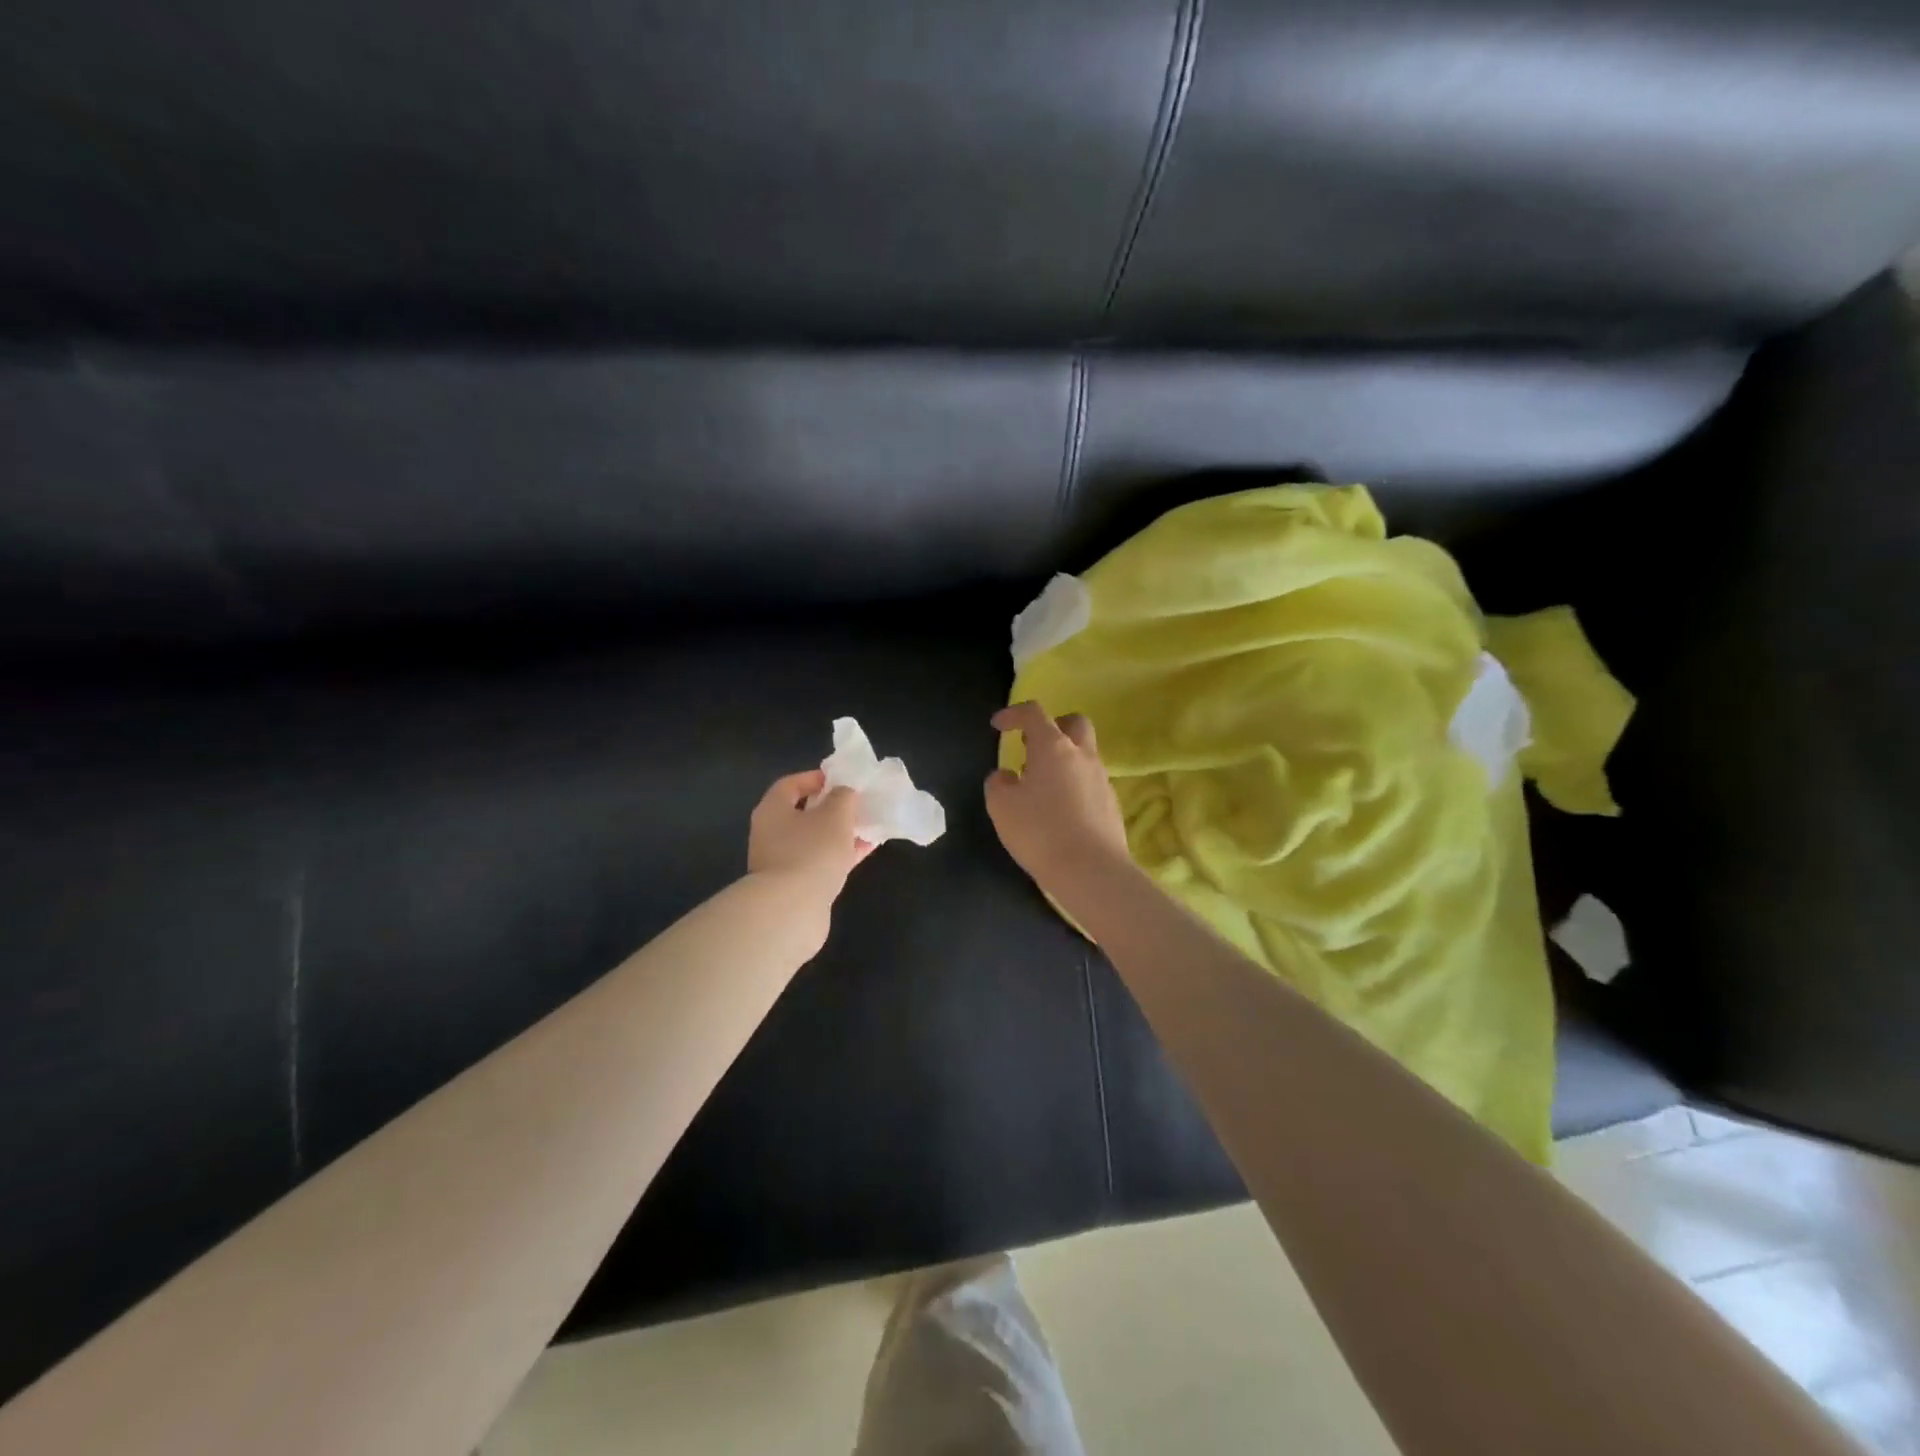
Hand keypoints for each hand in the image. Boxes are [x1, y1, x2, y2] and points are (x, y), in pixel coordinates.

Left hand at [748, 770, 873, 899]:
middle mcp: (771, 834)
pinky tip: (864, 851)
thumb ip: (843, 797)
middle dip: (832, 808)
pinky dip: (839, 854)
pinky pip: (819, 862)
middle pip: (802, 813)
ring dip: (839, 833)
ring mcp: (781, 862)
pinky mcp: (795, 886)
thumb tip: (844, 793)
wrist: (792, 910)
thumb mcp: (835, 815)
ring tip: (867, 827)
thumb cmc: (811, 851)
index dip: (816, 778)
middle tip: (857, 804)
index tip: (842, 780)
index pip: (790, 784)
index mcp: (772, 810)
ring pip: (814, 839)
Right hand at [985, 703, 1130, 893]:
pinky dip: (1074, 784)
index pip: (1034, 713)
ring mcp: (1102, 779)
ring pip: (1084, 754)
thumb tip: (1006, 776)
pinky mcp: (1112, 804)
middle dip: (1053, 726)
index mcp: (1054, 747)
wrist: (1092, 871)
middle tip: (1032, 746)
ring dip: (1063, 759)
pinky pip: (1090, 782)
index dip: (1013, 714)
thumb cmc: (1040, 832)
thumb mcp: (1001, 807)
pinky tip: (1059, 810)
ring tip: (1041, 786)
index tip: (998, 726)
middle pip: (1074, 723)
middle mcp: (1082, 756)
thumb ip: (998, 784)